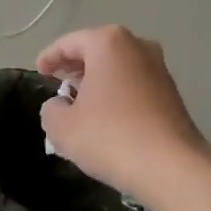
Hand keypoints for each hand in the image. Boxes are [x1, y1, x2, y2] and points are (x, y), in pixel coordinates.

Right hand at [37, 26, 210, 200]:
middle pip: (97, 50)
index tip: (39, 72)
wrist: (171, 167)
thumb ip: (51, 110)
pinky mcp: (171, 93)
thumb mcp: (62, 127)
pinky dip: (116, 93)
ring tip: (79, 103)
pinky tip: (106, 116)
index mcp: (108, 43)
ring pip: (118, 67)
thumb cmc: (110, 137)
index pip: (69, 43)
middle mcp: (137, 46)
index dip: (49, 57)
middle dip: (75, 66)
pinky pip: (134, 85)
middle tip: (57, 84)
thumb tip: (59, 106)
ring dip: (97, 81)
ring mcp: (159, 68)